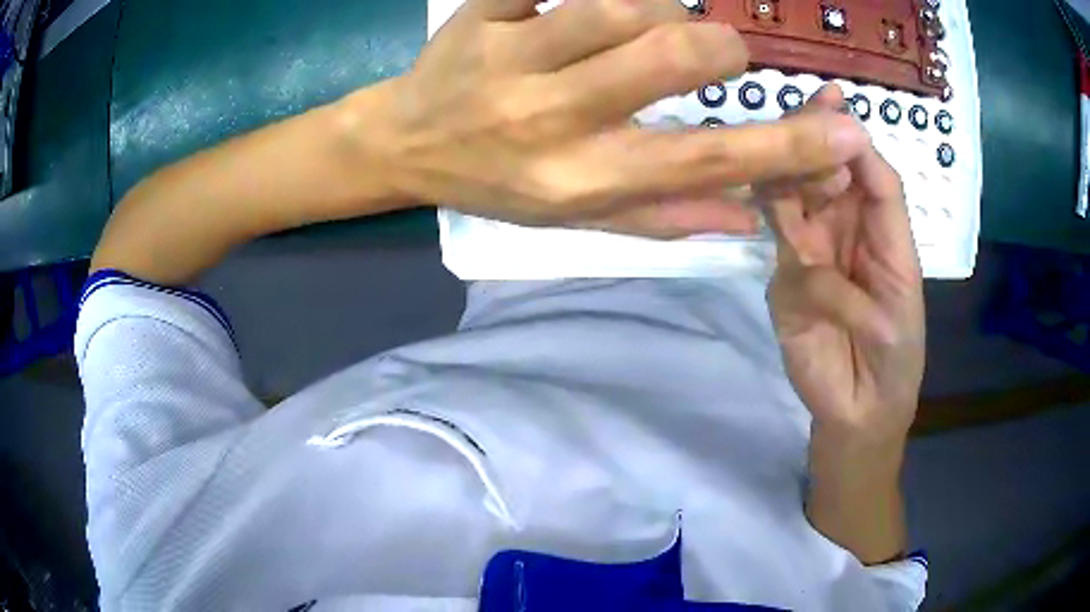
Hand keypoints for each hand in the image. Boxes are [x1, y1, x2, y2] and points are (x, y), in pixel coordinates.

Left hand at [360, 0, 869, 237]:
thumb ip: (664, 213)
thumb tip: (749, 215)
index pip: (704, 160)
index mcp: (579, 178)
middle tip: (713, 49)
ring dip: (655, 9)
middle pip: (666, 54)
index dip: (785, 147)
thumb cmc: (497, 182)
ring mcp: (507, 56)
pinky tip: (588, 10)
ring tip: (643, 27)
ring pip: (619, 4)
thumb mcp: (576, 216)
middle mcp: (548, 118)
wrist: (408, 144)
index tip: (845, 131)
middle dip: (714, 44)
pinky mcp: (480, 14)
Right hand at [766, 85, 924, 443]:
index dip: (854, 139)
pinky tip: (782, 218)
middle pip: (825, 175)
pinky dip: (781, 229)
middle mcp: (844, 230)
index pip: (871, 174)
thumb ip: (870, 252)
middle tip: (799, 115)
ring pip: (793, 199)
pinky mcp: (782, 282)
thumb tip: (824, 211)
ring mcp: (810, 252)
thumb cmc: (896, 356)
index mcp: (882, 229)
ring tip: (784, 151)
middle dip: (813, 141)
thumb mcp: (901, 302)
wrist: (860, 411)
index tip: (833, 103)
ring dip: (789, 174)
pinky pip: (781, 248)